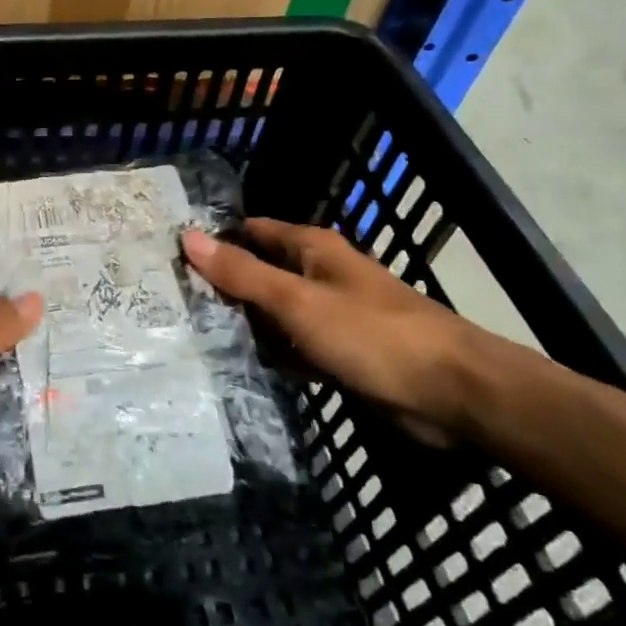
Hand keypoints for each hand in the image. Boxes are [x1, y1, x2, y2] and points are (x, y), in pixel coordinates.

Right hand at [182, 219, 480, 443]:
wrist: (454, 393)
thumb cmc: (372, 335)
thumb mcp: (297, 301)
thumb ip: (243, 273)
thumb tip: (188, 237)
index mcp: (311, 248)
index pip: (250, 232)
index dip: (215, 241)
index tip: (171, 257)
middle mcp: (319, 274)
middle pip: (260, 273)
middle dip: (224, 287)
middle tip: (172, 303)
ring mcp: (331, 315)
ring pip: (275, 313)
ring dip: (246, 324)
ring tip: (192, 335)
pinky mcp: (341, 352)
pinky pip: (294, 346)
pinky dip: (273, 353)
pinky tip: (240, 366)